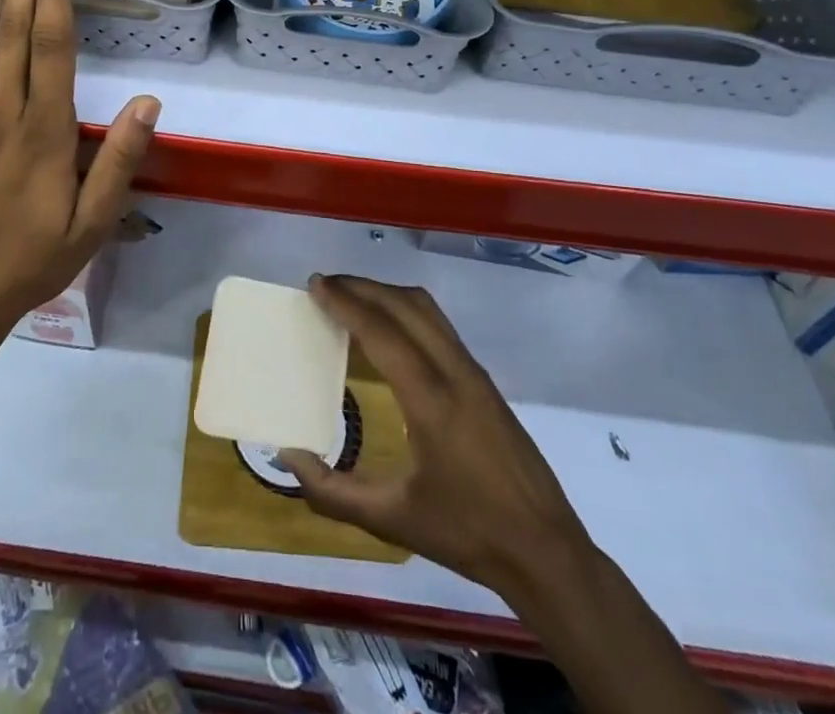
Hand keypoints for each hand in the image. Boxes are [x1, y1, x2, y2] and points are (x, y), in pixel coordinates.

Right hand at [283, 275, 590, 596]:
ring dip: (385, 293)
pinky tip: (389, 328)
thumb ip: (333, 492)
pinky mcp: (483, 379)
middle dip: (361, 287)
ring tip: (351, 297)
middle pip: (403, 305)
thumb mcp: (393, 521)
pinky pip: (438, 324)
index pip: (381, 332)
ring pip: (426, 308)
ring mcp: (474, 371)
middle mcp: (454, 372)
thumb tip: (288, 457)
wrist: (546, 551)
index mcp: (431, 401)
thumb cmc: (467, 534)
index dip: (345, 303)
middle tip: (325, 285)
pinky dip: (405, 309)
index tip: (315, 284)